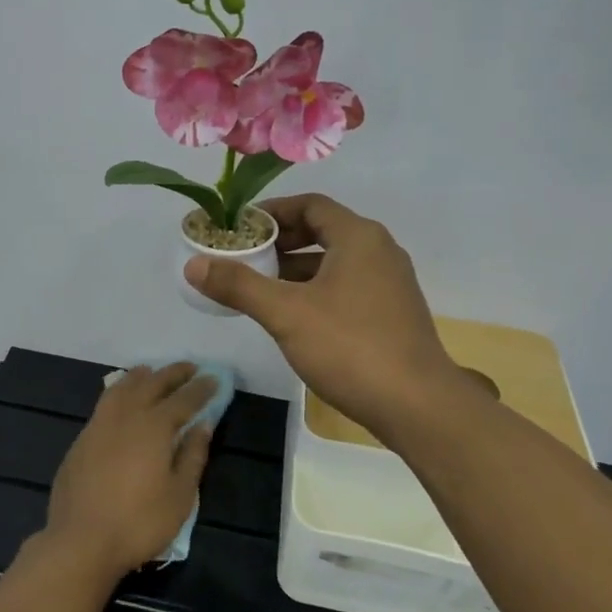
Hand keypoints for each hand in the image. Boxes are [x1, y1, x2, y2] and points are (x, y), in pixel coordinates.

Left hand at [42, 363, 215, 581]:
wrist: (81, 541)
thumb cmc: (139, 522)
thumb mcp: (180, 495)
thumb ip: (193, 455)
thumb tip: (203, 425)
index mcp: (154, 426)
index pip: (183, 399)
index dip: (201, 388)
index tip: (214, 378)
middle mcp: (126, 416)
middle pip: (152, 384)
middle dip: (173, 374)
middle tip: (190, 368)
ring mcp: (99, 425)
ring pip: (122, 388)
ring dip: (141, 376)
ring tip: (151, 372)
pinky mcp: (82, 440)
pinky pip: (105, 403)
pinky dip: (119, 392)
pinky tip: (122, 400)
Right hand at [184, 193, 465, 441]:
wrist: (418, 406)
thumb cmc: (350, 347)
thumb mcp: (286, 313)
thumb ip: (239, 285)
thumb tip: (193, 265)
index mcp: (358, 237)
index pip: (310, 205)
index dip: (272, 212)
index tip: (239, 228)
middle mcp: (379, 251)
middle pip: (322, 230)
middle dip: (280, 242)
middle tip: (243, 256)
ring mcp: (389, 283)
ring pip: (333, 262)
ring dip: (295, 269)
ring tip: (257, 286)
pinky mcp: (391, 313)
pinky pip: (345, 286)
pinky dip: (315, 290)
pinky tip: (291, 315)